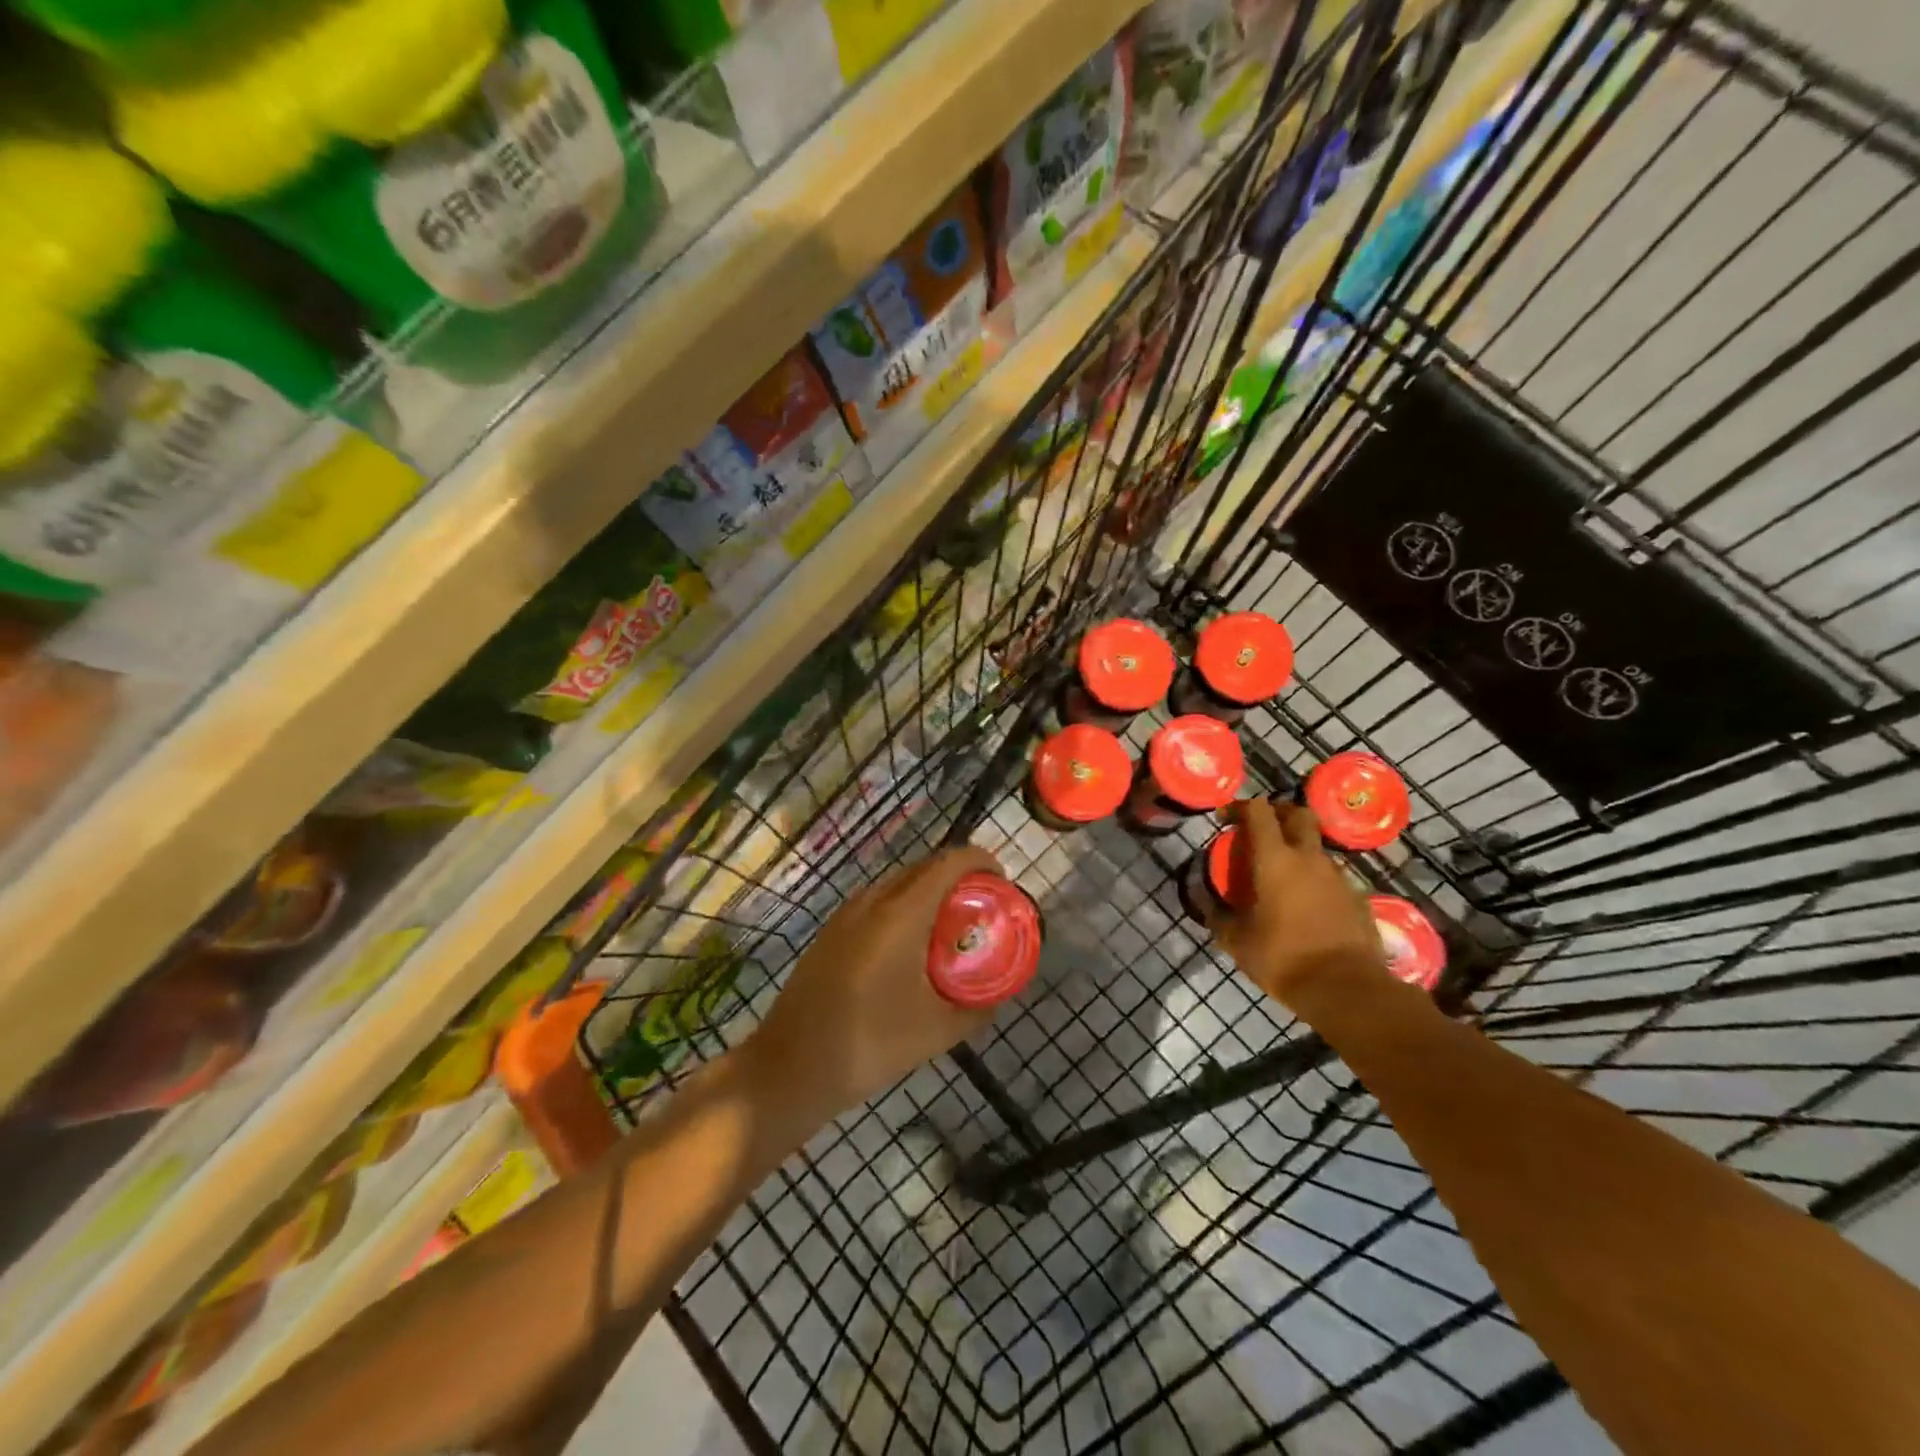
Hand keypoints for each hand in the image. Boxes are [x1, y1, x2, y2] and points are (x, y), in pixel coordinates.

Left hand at [744, 846, 1004, 1124]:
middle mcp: (873, 901)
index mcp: (902, 914)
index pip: (948, 863)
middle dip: (957, 876)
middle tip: (982, 905)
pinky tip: (909, 946)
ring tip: (950, 925)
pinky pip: (877, 902)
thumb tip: (998, 999)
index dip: (980, 861)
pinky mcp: (831, 932)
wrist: (790, 1067)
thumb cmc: (870, 1043)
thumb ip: (975, 1011)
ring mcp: (846, 914)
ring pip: (897, 883)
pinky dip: (903, 907)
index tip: (1001, 880)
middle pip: (924, 867)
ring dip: (928, 891)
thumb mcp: (936, 1032)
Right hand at [1213, 799, 1392, 1010]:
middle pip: (1298, 814)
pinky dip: (1315, 879)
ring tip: (1281, 875)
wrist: (1347, 990)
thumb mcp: (1236, 941)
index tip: (1225, 819)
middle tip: (1261, 830)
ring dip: (1298, 849)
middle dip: (1278, 813)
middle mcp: (1309, 858)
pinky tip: (1306, 904)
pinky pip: (1332, 876)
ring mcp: (1338, 876)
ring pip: (1316, 846)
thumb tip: (1204, 900)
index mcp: (1275, 860)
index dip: (1239, 807)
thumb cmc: (1283, 959)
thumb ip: (1217, 915)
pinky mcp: (1358, 897)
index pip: (1259, 811)